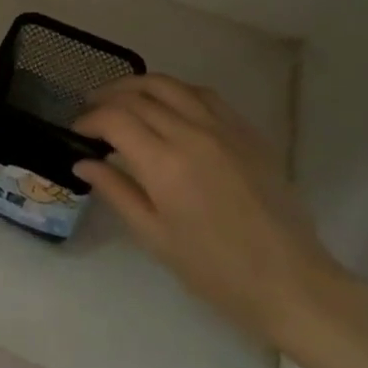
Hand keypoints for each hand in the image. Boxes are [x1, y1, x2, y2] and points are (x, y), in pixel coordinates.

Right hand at [74, 76, 348, 347]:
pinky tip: (168, 106)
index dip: (89, 119)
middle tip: (92, 113)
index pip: (115, 119)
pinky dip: (176, 92)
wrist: (290, 281)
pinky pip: (204, 95)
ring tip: (124, 100)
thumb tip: (82, 163)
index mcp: (164, 163)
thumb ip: (116, 191)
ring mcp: (223, 128)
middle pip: (139, 94)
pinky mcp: (247, 132)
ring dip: (139, 86)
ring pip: (171, 85)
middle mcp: (191, 133)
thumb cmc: (215, 270)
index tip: (77, 131)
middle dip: (108, 98)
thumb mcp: (154, 237)